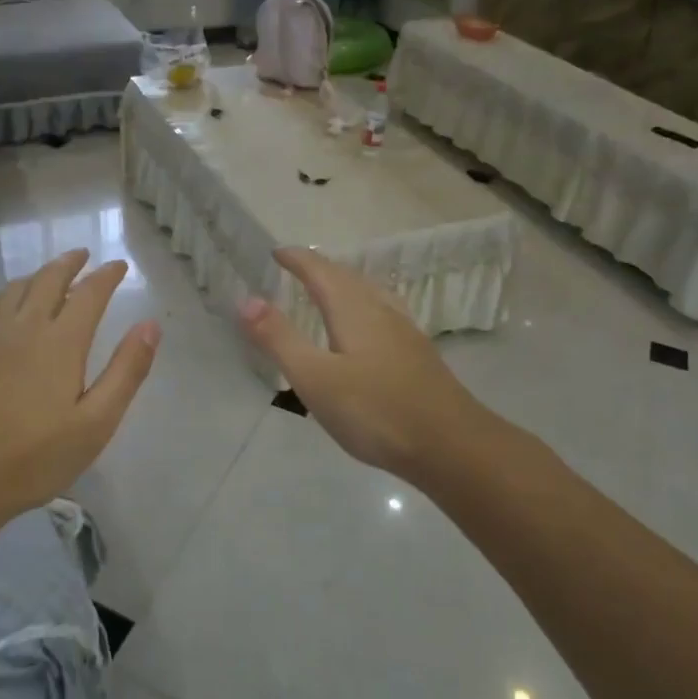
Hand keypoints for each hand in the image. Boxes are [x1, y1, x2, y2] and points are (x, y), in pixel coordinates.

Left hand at [0, 249, 159, 526]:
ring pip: (14, 288)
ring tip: (49, 275)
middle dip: (69, 263)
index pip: (89, 293)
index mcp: (61, 342)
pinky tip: (2, 302)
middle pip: (48, 279)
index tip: (119, 266)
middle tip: (83, 255)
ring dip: (37, 275)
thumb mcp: (96, 422)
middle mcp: (23, 326)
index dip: (106, 276)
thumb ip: (126, 370)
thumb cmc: (35, 457)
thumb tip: (150, 325)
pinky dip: (1, 294)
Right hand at [239, 247, 494, 486]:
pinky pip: (385, 312)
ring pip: (370, 293)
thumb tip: (246, 299)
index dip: (298, 260)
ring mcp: (405, 332)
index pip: (321, 271)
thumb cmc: (376, 411)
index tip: (277, 252)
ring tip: (331, 288)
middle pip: (348, 277)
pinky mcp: (419, 355)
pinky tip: (372, 327)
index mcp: (353, 310)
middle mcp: (381, 311)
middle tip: (297, 267)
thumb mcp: (315, 378)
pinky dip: (365, 304)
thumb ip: (279, 339)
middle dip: (320, 268)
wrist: (451, 446)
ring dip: (346, 283)